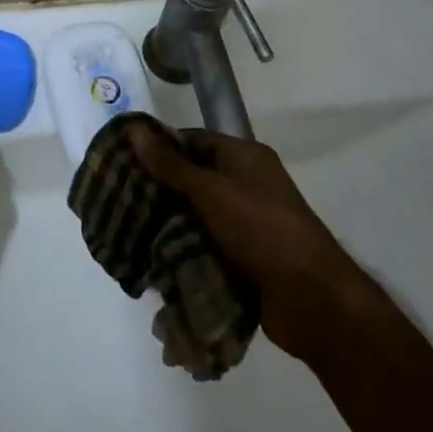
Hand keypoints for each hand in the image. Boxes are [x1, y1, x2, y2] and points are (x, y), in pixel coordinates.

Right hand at [127, 126, 378, 362]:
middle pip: (192, 179)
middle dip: (159, 190)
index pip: (194, 141)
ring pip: (196, 216)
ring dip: (168, 224)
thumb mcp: (212, 191)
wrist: (313, 301)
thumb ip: (171, 165)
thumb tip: (134, 130)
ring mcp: (245, 224)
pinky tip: (151, 259)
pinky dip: (183, 251)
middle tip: (119, 198)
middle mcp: (246, 185)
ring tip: (127, 231)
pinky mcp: (243, 259)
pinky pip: (205, 247)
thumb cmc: (263, 230)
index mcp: (245, 157)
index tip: (124, 160)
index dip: (160, 148)